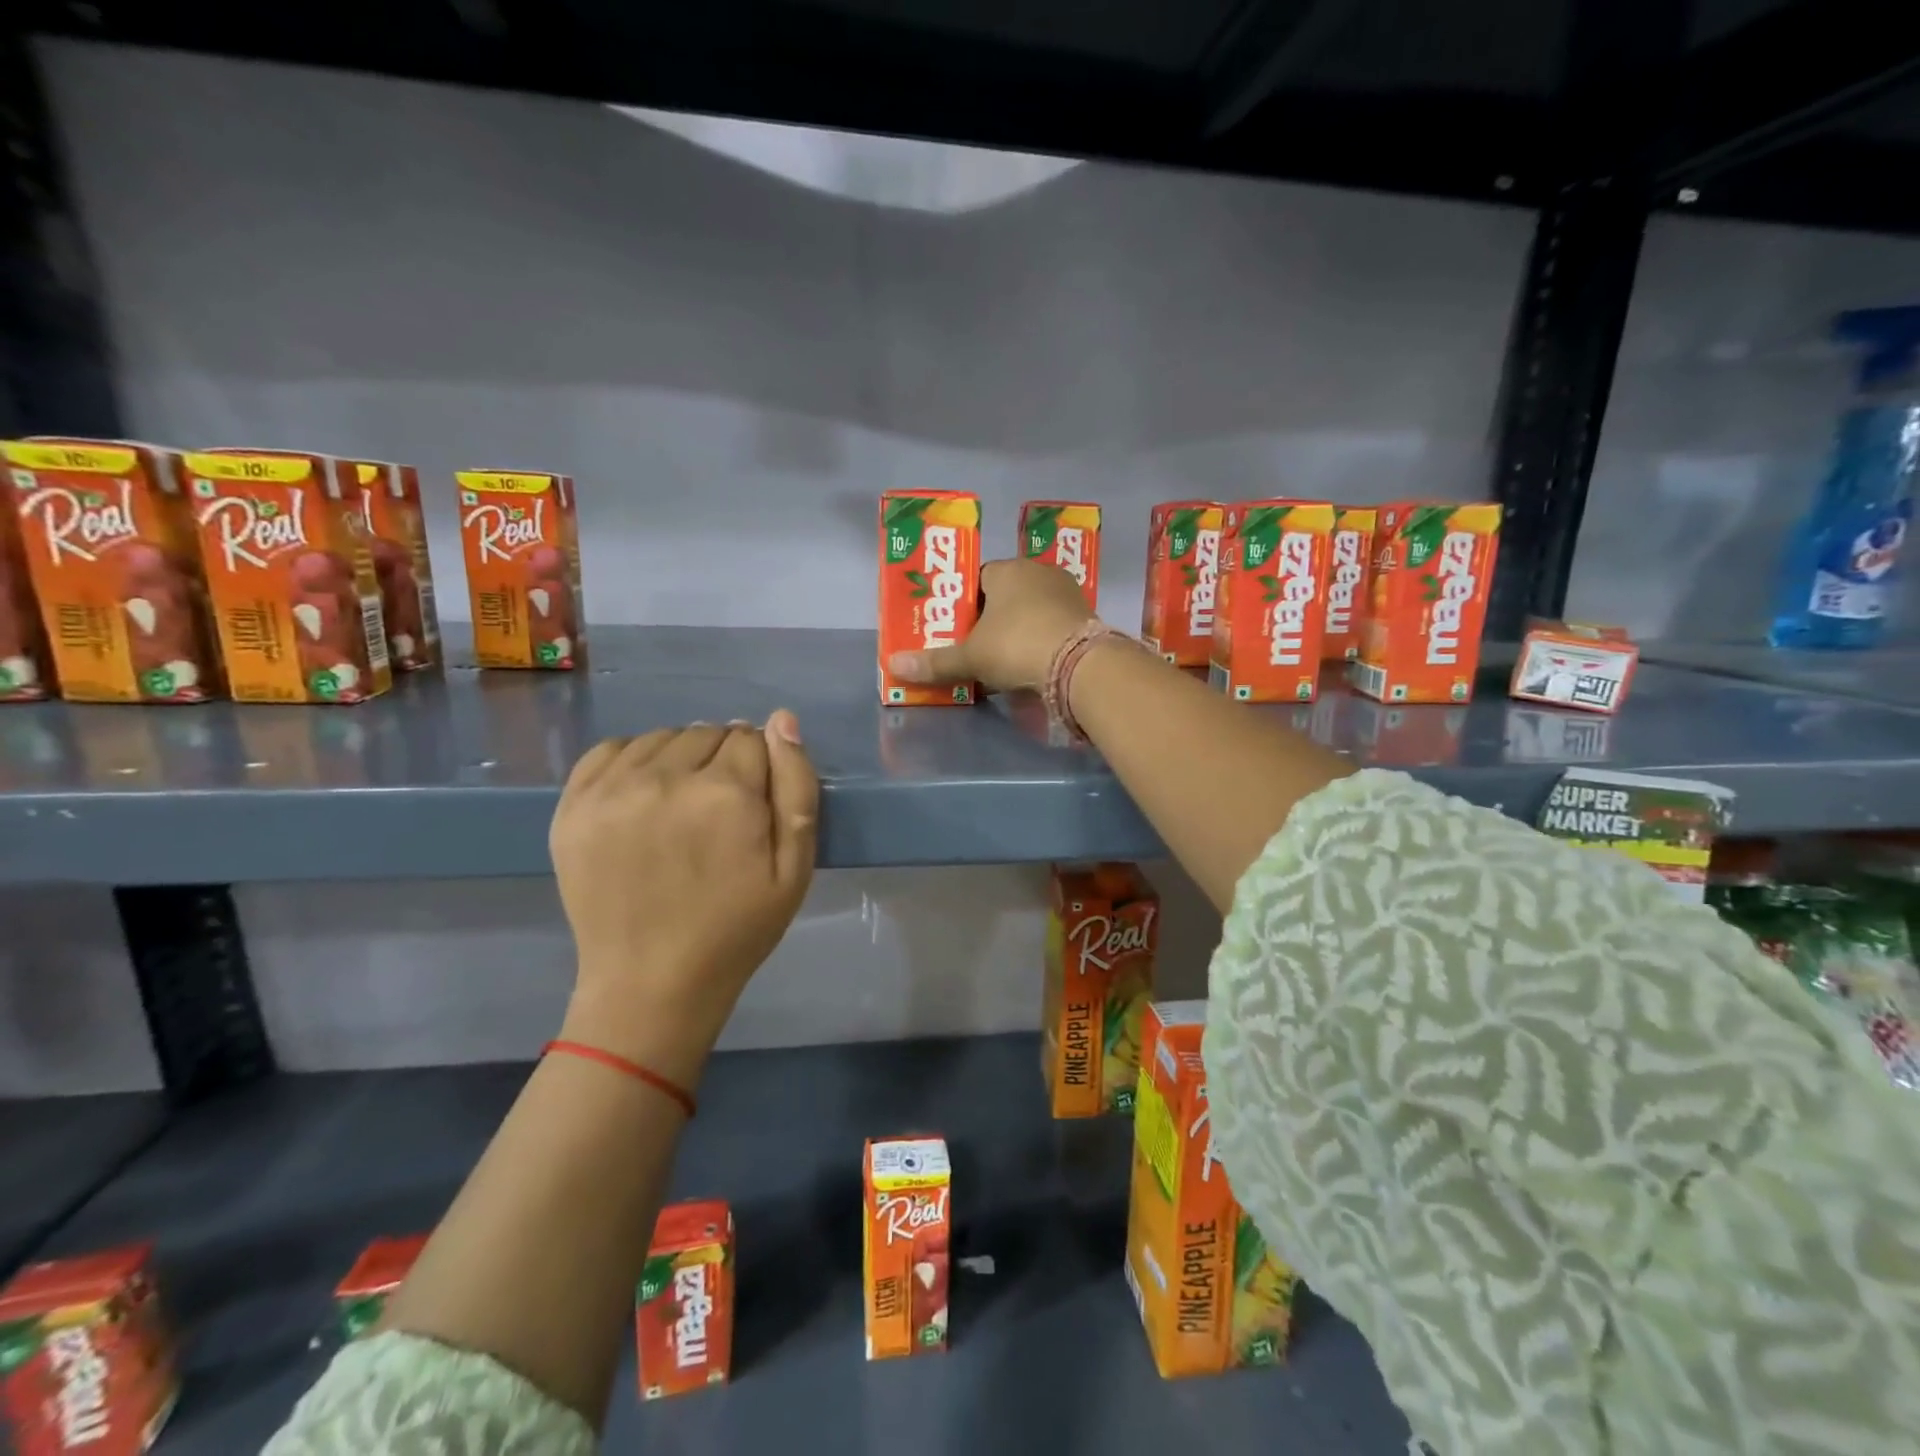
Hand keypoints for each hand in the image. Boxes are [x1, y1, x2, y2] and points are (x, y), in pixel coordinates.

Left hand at [549, 713, 817, 1087]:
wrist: (650, 984)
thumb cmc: (736, 929)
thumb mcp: (794, 868)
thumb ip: (796, 786)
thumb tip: (783, 720)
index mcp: (726, 794)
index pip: (753, 738)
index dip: (761, 768)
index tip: (754, 805)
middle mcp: (666, 778)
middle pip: (708, 733)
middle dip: (723, 760)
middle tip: (719, 812)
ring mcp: (612, 790)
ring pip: (663, 737)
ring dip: (681, 758)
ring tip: (681, 806)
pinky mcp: (573, 806)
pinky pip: (611, 749)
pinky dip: (634, 760)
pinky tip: (644, 795)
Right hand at [888, 557, 1092, 692]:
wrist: (1079, 664)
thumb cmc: (1015, 646)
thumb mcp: (970, 657)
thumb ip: (935, 662)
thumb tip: (893, 666)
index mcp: (1006, 570)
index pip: (977, 579)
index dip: (964, 604)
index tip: (957, 629)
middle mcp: (1038, 571)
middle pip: (1006, 594)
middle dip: (991, 619)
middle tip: (977, 647)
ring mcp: (1067, 592)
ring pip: (1032, 609)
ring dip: (1019, 630)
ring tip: (1005, 660)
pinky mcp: (1086, 615)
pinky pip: (1054, 624)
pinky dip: (1042, 640)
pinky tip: (1034, 663)